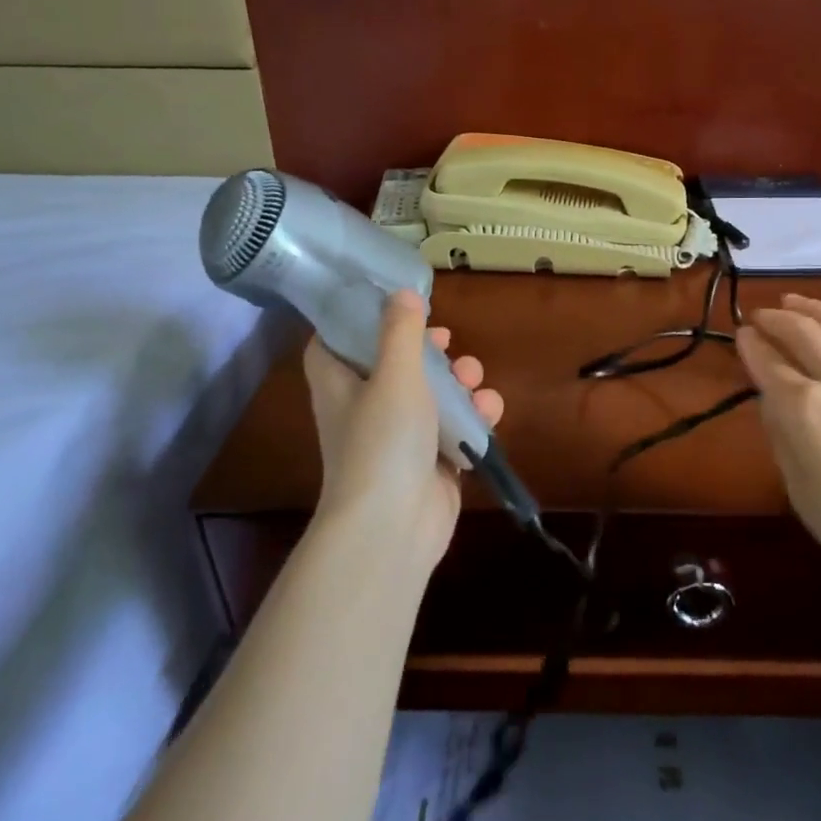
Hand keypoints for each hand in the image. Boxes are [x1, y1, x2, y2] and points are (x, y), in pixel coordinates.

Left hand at [302, 291, 502, 572]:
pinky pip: (452, 429)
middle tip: (445, 340)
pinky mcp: (429, 462)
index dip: (355, 320)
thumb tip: (402, 293)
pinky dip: (471, 418)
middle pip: (392, 366)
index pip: (333, 343)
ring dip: (457, 382)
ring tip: (474, 379)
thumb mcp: (394, 375)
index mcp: (340, 385)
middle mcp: (364, 408)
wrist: (393, 527)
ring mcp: (398, 438)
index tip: (387, 304)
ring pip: (429, 396)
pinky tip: (488, 412)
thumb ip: (400, 332)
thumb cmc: (383, 442)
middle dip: (426, 351)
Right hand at [736, 294, 820, 604]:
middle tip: (762, 314)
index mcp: (804, 410)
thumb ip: (783, 441)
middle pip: (803, 333)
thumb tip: (773, 402)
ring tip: (797, 300)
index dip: (751, 345)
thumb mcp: (802, 495)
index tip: (742, 333)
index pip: (768, 365)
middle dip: (777, 319)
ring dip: (816, 307)